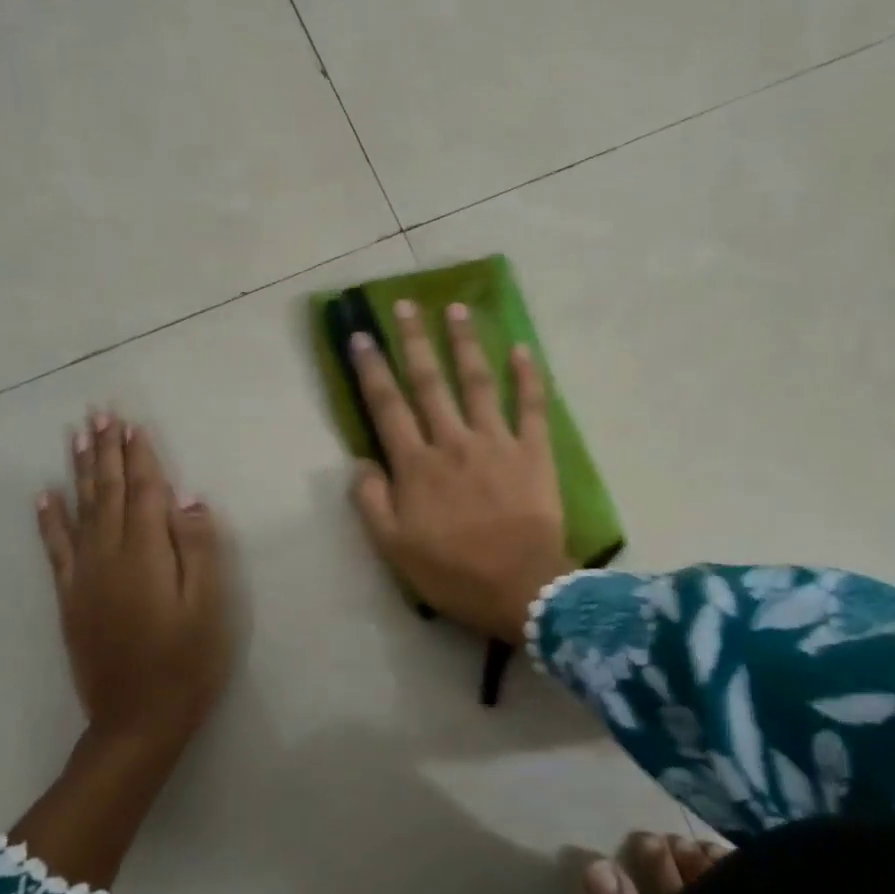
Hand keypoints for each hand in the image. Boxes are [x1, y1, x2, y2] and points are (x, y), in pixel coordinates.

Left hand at [36, 410, 233, 770]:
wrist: (138, 721)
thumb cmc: (188, 661)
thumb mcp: (209, 605)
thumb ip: (199, 548)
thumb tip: (188, 500)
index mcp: (147, 555)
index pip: (143, 493)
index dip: (140, 457)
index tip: (133, 424)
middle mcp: (109, 557)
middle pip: (107, 493)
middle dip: (105, 452)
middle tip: (99, 414)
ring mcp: (84, 578)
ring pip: (80, 512)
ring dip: (80, 472)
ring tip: (76, 438)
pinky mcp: (71, 599)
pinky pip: (56, 549)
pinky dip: (49, 519)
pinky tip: (45, 496)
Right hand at [349, 300, 576, 644]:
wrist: (520, 588)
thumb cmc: (454, 573)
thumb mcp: (394, 549)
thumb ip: (371, 502)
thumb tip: (360, 461)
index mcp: (417, 465)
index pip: (388, 407)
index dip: (372, 370)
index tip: (361, 336)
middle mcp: (453, 442)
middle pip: (430, 383)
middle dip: (415, 341)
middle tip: (406, 304)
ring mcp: (496, 442)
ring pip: (478, 382)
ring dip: (466, 343)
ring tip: (458, 308)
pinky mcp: (533, 451)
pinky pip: (532, 406)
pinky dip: (529, 376)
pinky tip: (523, 349)